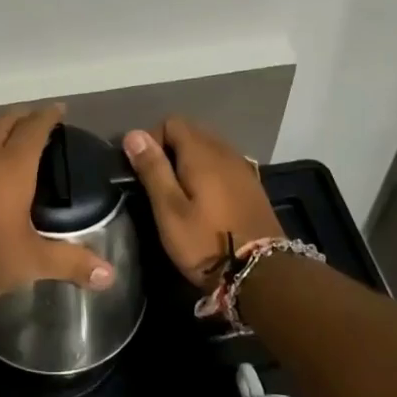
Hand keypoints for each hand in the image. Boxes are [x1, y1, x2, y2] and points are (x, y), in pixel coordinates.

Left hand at [0, 104, 116, 302]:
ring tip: (2, 140)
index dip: (47, 116)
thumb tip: (110, 275)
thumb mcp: (32, 260)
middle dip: (20, 116)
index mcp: (12, 166)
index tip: (58, 109)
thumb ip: (70, 262)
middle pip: (3, 121)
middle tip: (32, 117)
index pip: (34, 129)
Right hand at [121, 117, 280, 290]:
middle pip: (192, 132)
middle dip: (170, 149)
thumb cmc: (206, 243)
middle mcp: (225, 152)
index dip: (152, 139)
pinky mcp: (253, 186)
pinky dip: (209, 172)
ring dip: (190, 161)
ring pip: (210, 148)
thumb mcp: (169, 210)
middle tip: (158, 183)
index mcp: (202, 153)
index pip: (172, 122)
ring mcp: (243, 168)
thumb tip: (133, 134)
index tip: (144, 169)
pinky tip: (205, 199)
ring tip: (179, 192)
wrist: (262, 274)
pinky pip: (224, 165)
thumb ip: (153, 169)